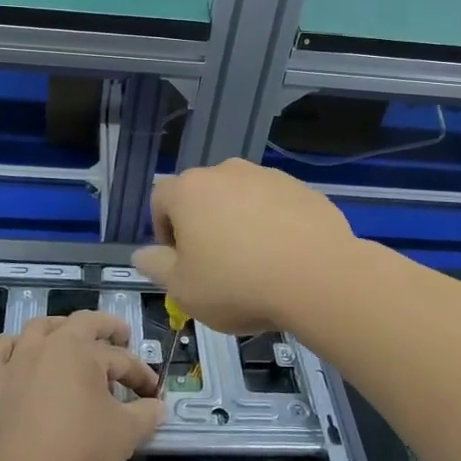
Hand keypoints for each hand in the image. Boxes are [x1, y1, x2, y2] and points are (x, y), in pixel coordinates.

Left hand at [0, 311, 163, 460]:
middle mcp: (46, 345)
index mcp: (81, 350)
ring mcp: (14, 362)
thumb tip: (158, 407)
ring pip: (39, 329)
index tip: (153, 395)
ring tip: (71, 340)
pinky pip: (0, 353)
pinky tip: (20, 355)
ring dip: (60, 330)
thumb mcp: (124, 435)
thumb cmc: (77, 454)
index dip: (141, 375)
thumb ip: (145, 415)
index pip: (121, 358)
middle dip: (106, 328)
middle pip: (80, 323)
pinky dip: (14, 348)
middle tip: (121, 337)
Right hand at [133, 159, 358, 335]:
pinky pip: (275, 205)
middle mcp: (226, 172)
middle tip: (215, 266)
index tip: (180, 262)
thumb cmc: (237, 283)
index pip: (160, 199)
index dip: (163, 230)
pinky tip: (284, 258)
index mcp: (189, 190)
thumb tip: (141, 253)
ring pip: (240, 198)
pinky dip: (273, 224)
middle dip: (202, 225)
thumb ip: (156, 267)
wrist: (318, 277)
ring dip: (238, 223)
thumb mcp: (183, 289)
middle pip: (202, 195)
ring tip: (254, 263)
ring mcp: (267, 176)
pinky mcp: (302, 189)